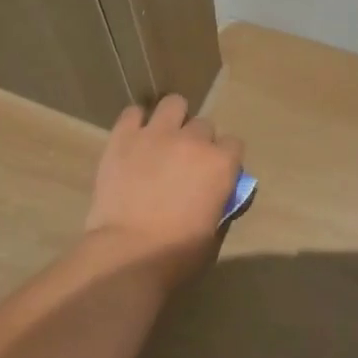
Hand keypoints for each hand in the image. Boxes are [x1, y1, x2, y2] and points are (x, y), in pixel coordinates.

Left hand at [84, 94, 243, 283]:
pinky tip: (134, 139)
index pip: (234, 144)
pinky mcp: (124, 137)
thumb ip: (220, 203)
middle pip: (204, 125)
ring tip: (162, 138)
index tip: (214, 173)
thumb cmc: (177, 252)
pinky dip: (136, 123)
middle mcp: (193, 140)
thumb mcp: (214, 231)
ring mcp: (157, 134)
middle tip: (184, 162)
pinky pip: (133, 113)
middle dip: (198, 141)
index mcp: (221, 164)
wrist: (128, 252)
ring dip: (172, 118)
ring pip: (173, 104)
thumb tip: (216, 194)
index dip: (224, 159)